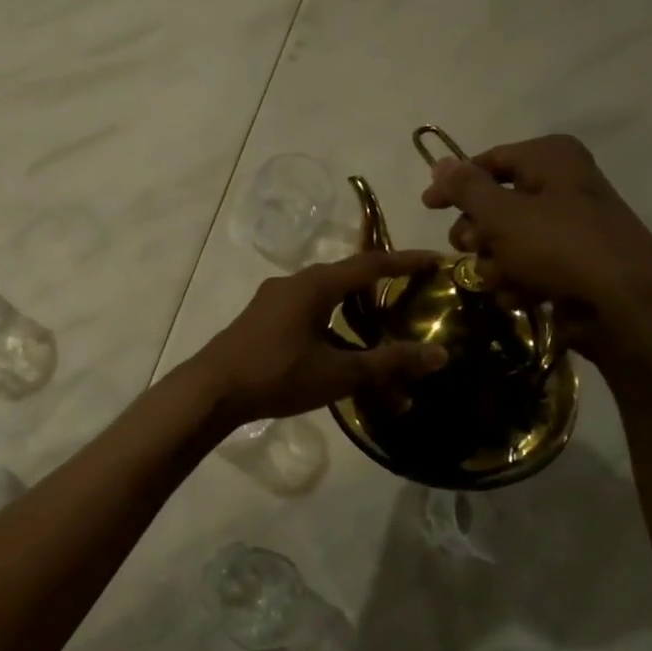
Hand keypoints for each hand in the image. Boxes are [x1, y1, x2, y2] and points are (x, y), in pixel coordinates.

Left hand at [189, 251, 449, 425]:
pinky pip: (305, 312)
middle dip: (379, 286)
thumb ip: (388, 363)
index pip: (369, 264)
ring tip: (378, 330)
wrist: (212, 390)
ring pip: (323, 298)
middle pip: (345, 278)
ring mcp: (272, 301)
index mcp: (313, 285)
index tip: (435, 260)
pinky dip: (330, 325)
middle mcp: (293, 284)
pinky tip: (338, 350)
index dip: (404, 262)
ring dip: (352, 313)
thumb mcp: (338, 373)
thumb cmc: (277, 374)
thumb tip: (439, 355)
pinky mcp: (261, 320)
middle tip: (409, 294)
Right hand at [420, 134, 651, 375]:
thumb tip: (440, 162)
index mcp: (550, 159)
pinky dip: (518, 279)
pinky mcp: (576, 261)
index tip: (427, 207)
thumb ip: (465, 188)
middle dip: (477, 233)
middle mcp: (562, 183)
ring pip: (509, 239)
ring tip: (499, 279)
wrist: (627, 305)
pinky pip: (531, 263)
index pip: (487, 162)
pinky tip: (517, 295)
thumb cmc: (560, 247)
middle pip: (495, 203)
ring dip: (494, 262)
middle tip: (471, 249)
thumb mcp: (501, 215)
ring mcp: (571, 224)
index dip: (454, 185)